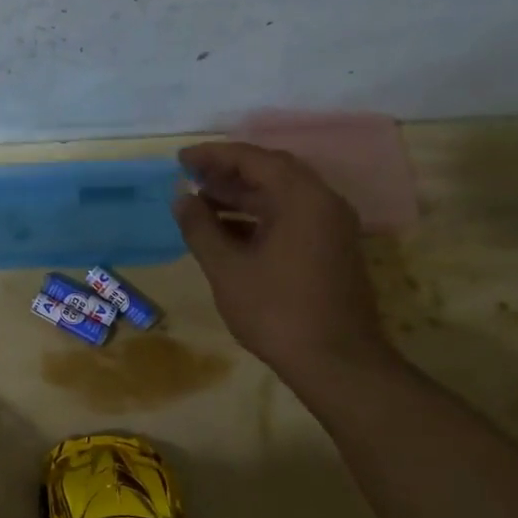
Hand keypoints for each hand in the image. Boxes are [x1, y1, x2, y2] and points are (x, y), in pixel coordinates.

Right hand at [172, 141, 388, 377]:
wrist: (336, 362)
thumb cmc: (276, 311)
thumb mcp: (227, 268)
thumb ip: (200, 227)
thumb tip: (181, 197)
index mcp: (302, 198)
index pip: (253, 159)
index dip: (213, 155)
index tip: (180, 160)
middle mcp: (323, 203)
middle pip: (271, 171)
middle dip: (227, 172)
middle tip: (190, 177)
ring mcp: (330, 227)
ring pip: (280, 195)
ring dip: (241, 194)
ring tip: (200, 201)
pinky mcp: (330, 249)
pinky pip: (290, 216)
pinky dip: (257, 215)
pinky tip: (226, 230)